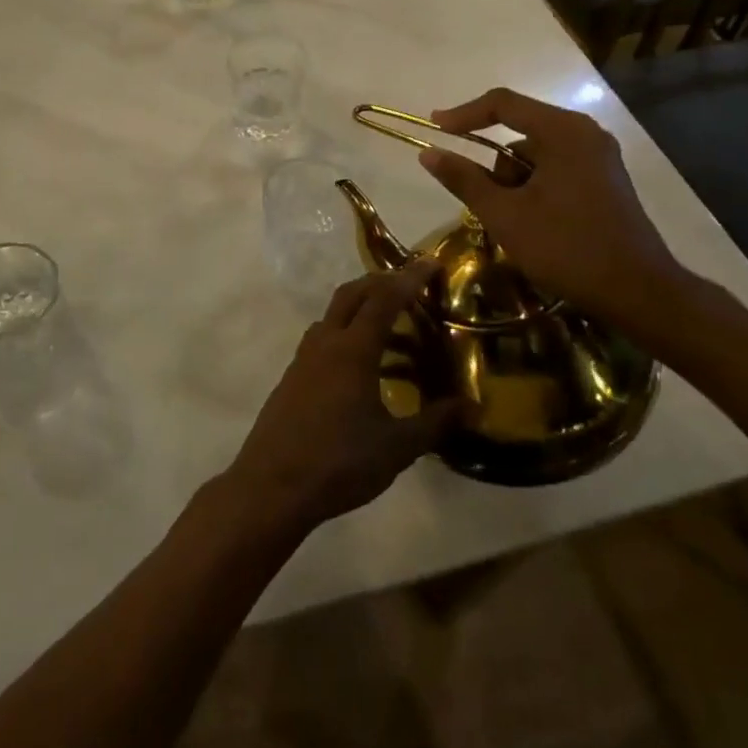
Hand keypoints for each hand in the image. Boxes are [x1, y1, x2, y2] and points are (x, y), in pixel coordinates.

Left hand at [225, 264, 458, 532]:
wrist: (273, 484)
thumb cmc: (339, 462)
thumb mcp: (397, 447)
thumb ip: (435, 423)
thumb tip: (474, 406)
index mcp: (353, 349)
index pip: (384, 299)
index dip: (409, 278)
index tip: (430, 262)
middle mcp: (326, 342)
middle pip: (352, 294)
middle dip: (381, 282)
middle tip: (410, 286)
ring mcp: (304, 357)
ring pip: (334, 314)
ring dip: (361, 307)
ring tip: (391, 326)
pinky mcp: (293, 376)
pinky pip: (323, 337)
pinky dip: (346, 332)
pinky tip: (361, 364)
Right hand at [417, 88, 689, 336]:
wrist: (639, 293)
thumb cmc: (567, 248)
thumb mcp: (504, 214)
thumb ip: (463, 179)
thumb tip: (428, 152)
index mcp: (563, 131)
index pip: (502, 103)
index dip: (463, 113)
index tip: (435, 128)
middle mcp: (584, 133)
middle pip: (519, 131)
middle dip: (495, 167)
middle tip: (487, 204)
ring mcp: (599, 156)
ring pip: (535, 155)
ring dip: (515, 183)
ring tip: (516, 224)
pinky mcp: (604, 178)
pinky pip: (555, 168)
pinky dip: (535, 189)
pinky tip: (536, 225)